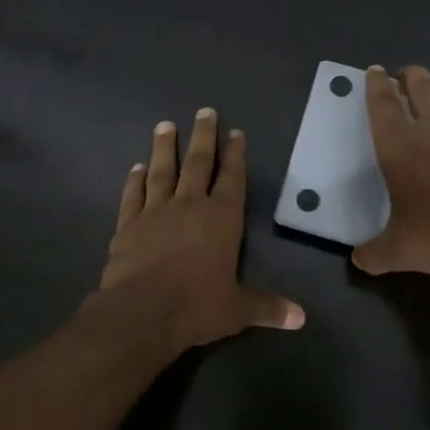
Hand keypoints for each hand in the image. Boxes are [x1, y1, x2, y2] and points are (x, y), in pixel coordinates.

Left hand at [97, 108, 304, 354]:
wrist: (141, 313)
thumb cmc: (196, 306)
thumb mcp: (237, 310)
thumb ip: (267, 307)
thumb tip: (301, 318)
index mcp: (222, 219)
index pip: (232, 179)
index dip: (235, 155)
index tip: (235, 133)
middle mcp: (190, 206)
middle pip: (198, 163)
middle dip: (204, 136)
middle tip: (205, 111)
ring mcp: (155, 212)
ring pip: (162, 171)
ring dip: (165, 147)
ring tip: (166, 125)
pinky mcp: (128, 225)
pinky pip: (133, 195)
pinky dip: (135, 180)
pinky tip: (136, 167)